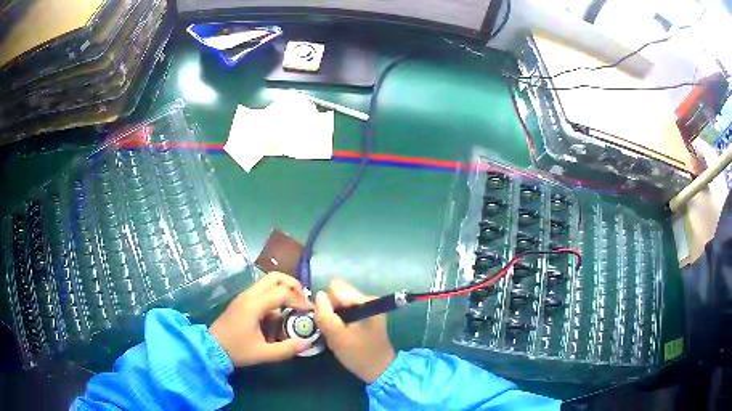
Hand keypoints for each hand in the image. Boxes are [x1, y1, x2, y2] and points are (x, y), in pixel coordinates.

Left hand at [209, 272, 312, 366]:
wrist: (211, 348)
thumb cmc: (236, 350)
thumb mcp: (263, 353)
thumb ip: (287, 349)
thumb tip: (307, 343)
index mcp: (254, 305)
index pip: (282, 293)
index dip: (299, 300)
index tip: (310, 312)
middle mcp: (249, 295)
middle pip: (275, 277)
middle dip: (293, 285)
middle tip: (303, 300)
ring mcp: (244, 296)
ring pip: (268, 282)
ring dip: (284, 290)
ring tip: (294, 307)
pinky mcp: (242, 301)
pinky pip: (262, 291)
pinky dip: (275, 297)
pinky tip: (279, 315)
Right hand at [313, 279, 395, 382]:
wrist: (379, 370)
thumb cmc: (358, 354)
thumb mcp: (336, 336)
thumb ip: (324, 314)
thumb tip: (319, 294)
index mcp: (365, 300)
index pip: (335, 288)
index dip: (327, 304)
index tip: (329, 322)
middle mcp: (368, 298)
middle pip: (337, 294)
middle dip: (331, 310)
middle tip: (334, 330)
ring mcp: (368, 306)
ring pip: (340, 303)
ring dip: (335, 317)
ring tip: (339, 334)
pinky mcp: (366, 315)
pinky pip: (345, 310)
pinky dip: (340, 321)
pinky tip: (344, 334)